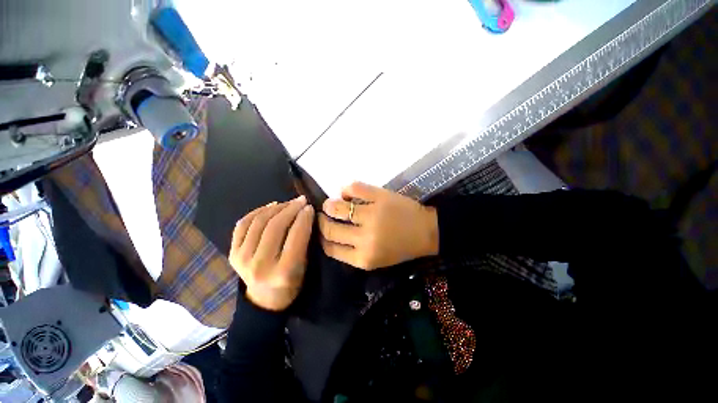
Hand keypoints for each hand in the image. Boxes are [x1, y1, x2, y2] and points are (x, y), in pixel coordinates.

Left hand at [229, 196, 314, 310]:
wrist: (265, 300)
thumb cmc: (292, 282)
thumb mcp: (305, 265)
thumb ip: (305, 240)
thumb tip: (305, 213)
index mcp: (284, 272)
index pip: (296, 236)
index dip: (304, 218)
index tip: (309, 207)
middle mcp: (260, 266)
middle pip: (275, 226)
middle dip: (290, 209)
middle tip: (301, 200)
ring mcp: (242, 260)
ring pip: (258, 222)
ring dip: (276, 207)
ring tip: (287, 203)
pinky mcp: (232, 254)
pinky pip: (243, 224)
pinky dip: (257, 212)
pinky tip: (270, 206)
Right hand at [318, 182, 438, 269]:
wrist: (426, 232)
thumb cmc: (400, 248)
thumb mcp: (374, 260)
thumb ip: (351, 252)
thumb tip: (329, 235)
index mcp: (363, 258)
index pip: (330, 248)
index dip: (321, 238)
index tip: (320, 230)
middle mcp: (364, 238)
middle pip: (330, 228)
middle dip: (321, 221)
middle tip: (321, 215)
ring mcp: (372, 215)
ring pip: (337, 207)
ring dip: (329, 204)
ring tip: (331, 204)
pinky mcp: (380, 197)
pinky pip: (354, 187)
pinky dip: (346, 189)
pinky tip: (347, 193)